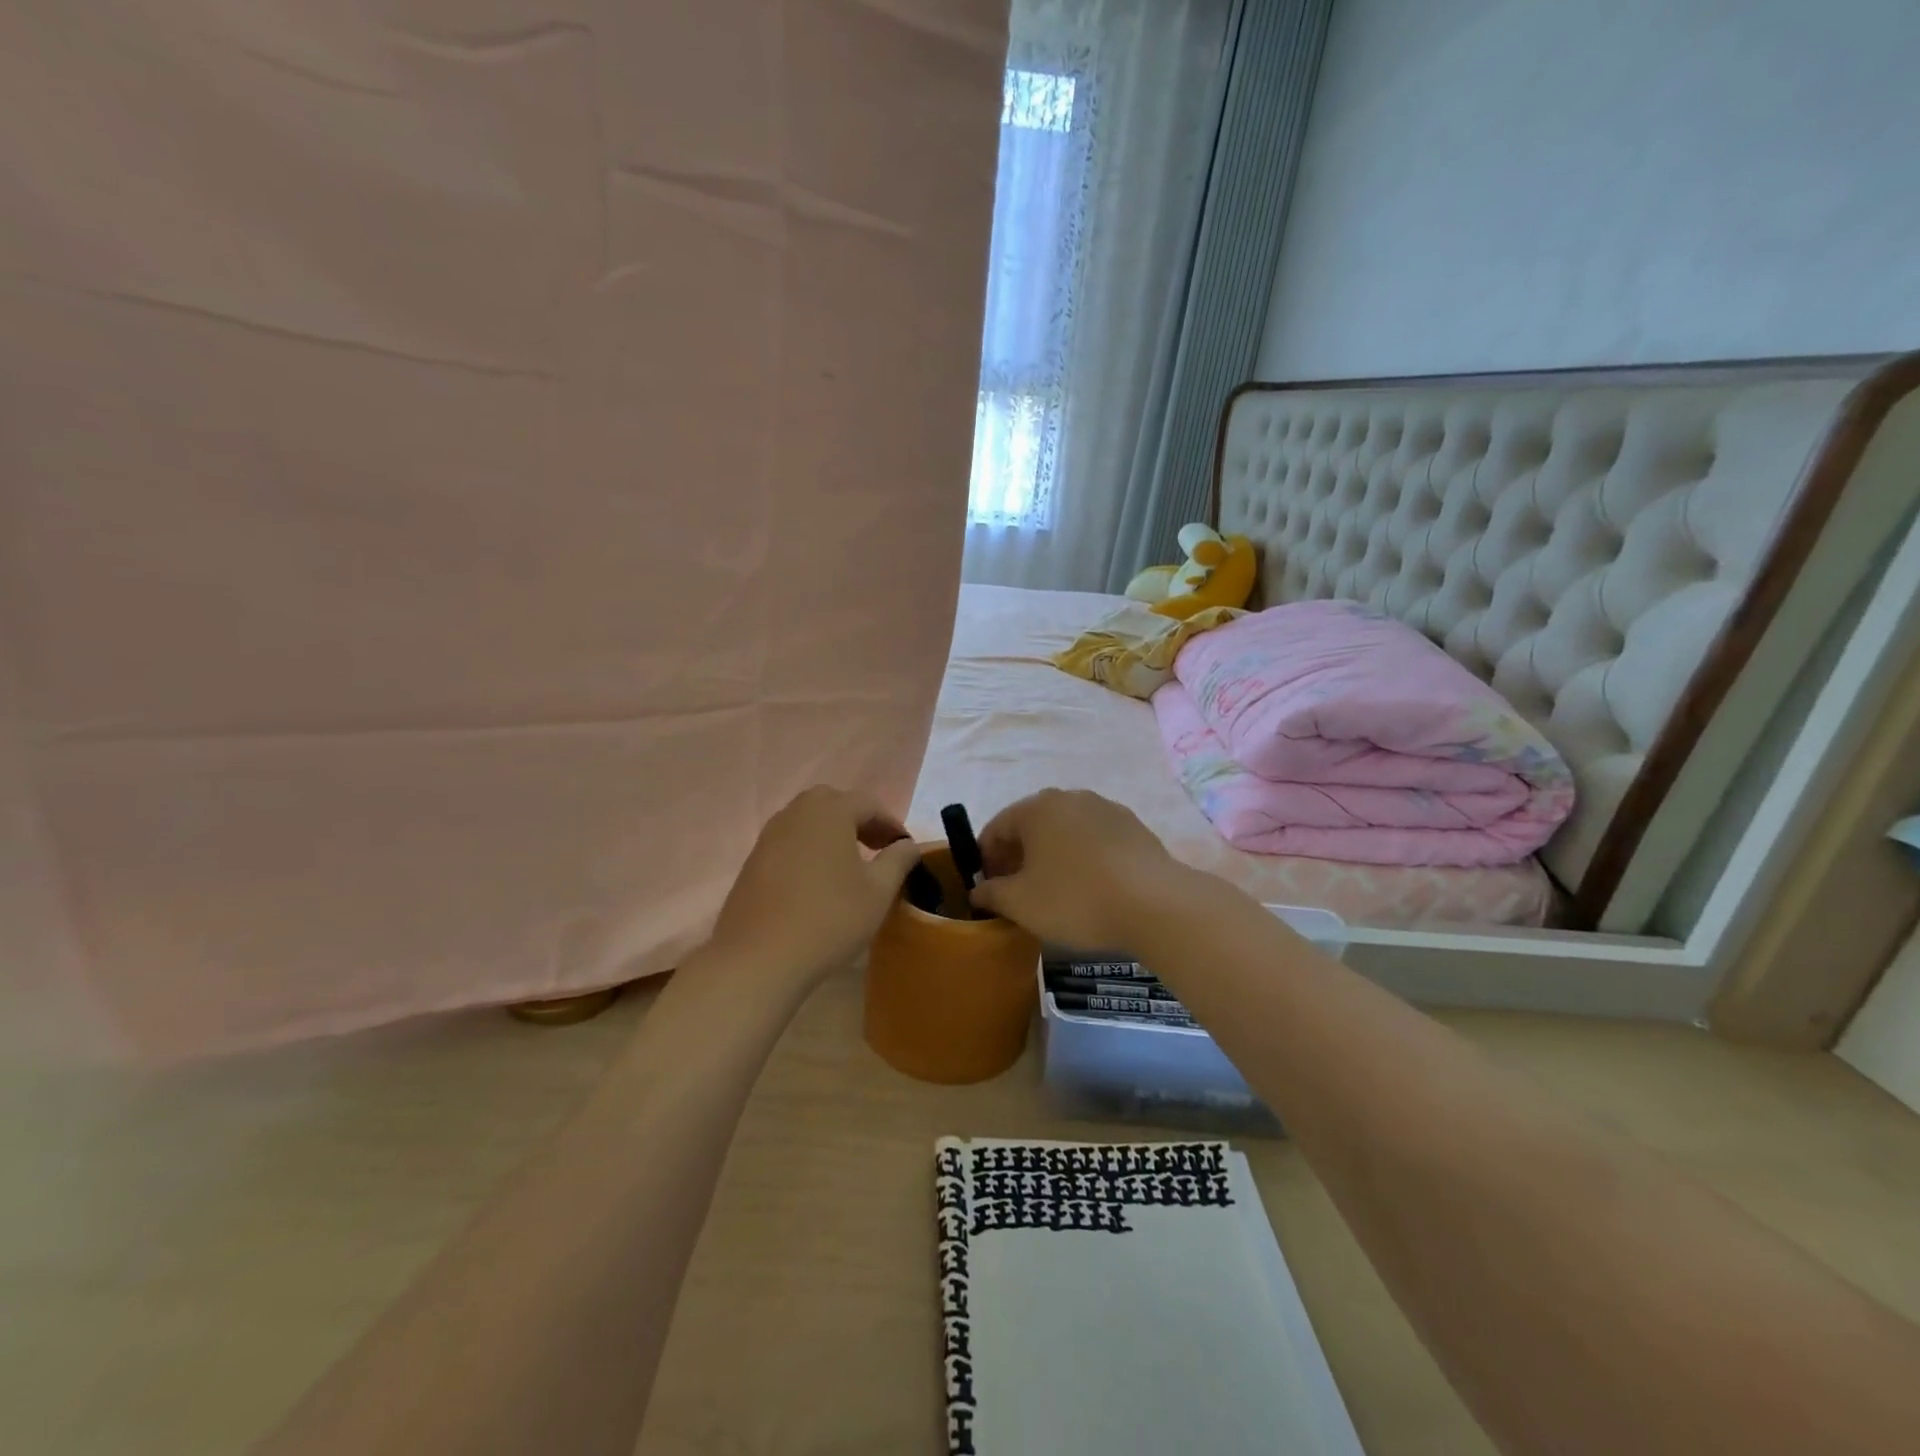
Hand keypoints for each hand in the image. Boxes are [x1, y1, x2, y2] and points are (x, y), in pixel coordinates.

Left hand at [709, 786, 921, 988]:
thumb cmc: (829, 918)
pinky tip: (818, 881)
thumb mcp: (878, 891)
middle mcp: (797, 813)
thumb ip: (898, 860)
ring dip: (833, 834)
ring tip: (850, 865)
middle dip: (860, 821)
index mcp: (830, 811)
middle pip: (834, 803)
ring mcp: (770, 835)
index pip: (869, 803)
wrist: (759, 958)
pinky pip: (790, 841)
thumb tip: (908, 845)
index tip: (904, 849)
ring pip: (809, 821)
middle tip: (877, 849)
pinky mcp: (753, 860)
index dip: (891, 823)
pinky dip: (809, 849)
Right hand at [968, 789, 1177, 949]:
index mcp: (1036, 807)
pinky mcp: (1134, 827)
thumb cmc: (1075, 899)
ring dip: (1051, 857)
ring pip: (1065, 832)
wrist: (1155, 904)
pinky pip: (1094, 841)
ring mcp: (1106, 809)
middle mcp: (1070, 798)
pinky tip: (1089, 888)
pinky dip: (1082, 858)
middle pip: (1031, 826)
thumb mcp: (1020, 904)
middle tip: (1017, 893)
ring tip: (1054, 893)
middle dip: (1018, 857)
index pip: (996, 828)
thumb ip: (990, 894)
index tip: (988, 890)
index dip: (986, 860)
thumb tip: (978, 890)